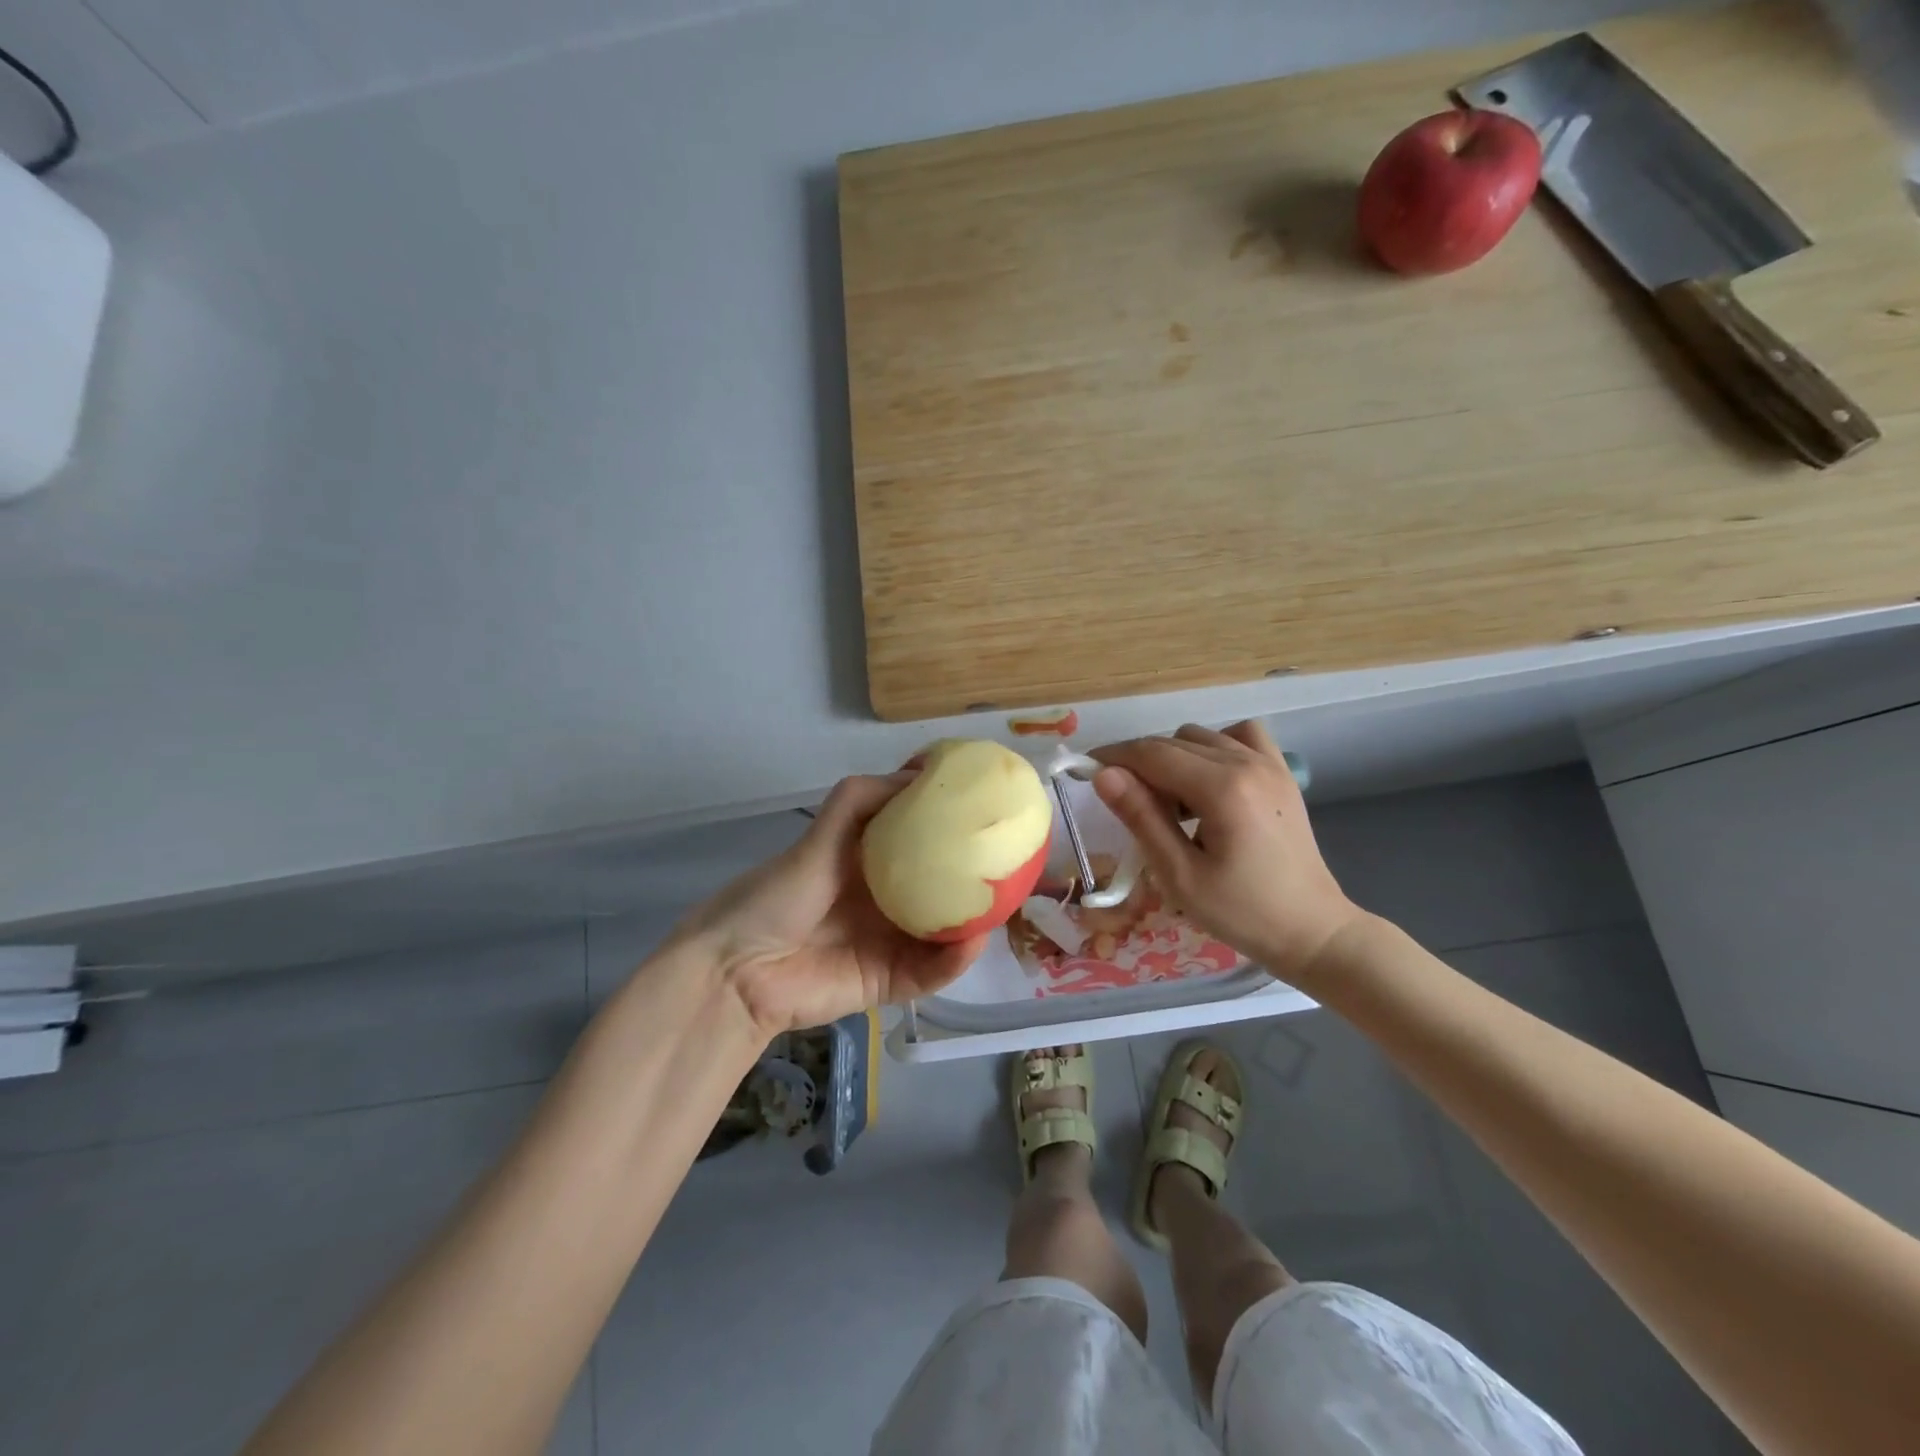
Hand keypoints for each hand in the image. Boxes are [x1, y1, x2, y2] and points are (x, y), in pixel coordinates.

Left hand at [676, 773, 988, 1038]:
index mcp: (872, 862)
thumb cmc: (780, 893)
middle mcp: (888, 899)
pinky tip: (973, 940)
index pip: (923, 841)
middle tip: (1016, 861)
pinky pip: (932, 971)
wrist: (739, 968)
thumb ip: (863, 800)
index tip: (989, 810)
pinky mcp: (891, 983)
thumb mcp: (822, 834)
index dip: (954, 828)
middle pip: (943, 887)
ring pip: (946, 931)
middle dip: (976, 876)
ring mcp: (892, 942)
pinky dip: (955, 960)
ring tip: (1007, 900)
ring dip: (976, 920)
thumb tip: (921, 774)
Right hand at [1092, 721, 1366, 987]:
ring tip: (1171, 804)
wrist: (1312, 930)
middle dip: (1139, 763)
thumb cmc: (1242, 913)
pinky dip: (1213, 747)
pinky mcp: (1281, 771)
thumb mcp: (1180, 875)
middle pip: (1172, 741)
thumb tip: (1103, 774)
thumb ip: (1141, 818)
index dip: (1113, 757)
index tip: (1084, 771)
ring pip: (1200, 736)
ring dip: (1173, 758)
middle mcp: (1246, 762)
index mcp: (1222, 788)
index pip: (1151, 753)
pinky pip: (1238, 736)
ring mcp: (1269, 763)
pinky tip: (1208, 781)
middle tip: (1127, 806)